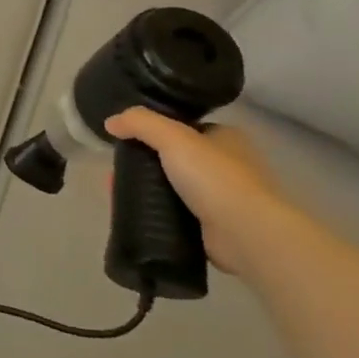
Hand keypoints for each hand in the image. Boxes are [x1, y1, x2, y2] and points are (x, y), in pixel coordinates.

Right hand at [104, 109, 311, 279]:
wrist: (248, 235)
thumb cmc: (216, 178)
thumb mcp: (173, 137)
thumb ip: (140, 123)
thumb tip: (110, 122)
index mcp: (226, 138)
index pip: (185, 128)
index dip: (155, 131)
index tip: (128, 139)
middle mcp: (228, 166)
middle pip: (175, 159)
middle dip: (145, 163)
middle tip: (118, 169)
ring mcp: (222, 199)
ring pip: (173, 187)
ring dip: (147, 189)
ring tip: (117, 191)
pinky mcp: (213, 227)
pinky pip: (175, 214)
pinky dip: (155, 213)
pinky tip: (133, 213)